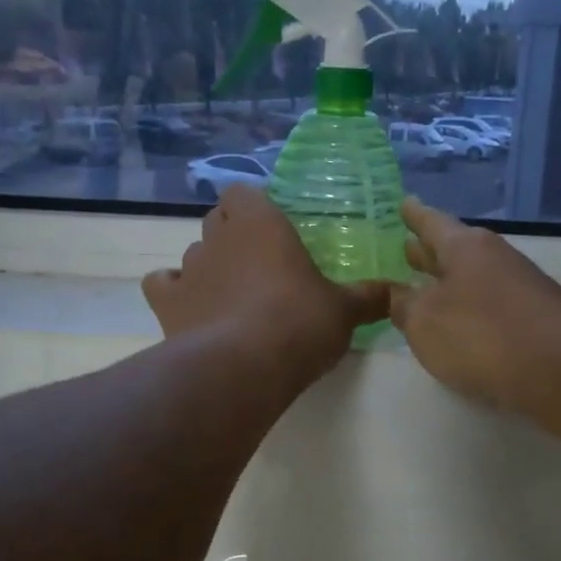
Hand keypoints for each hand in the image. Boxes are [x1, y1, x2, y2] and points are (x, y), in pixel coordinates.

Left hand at [143, 184, 389, 386]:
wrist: (244, 367)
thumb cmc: (299, 322)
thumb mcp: (344, 311)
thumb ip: (368, 297)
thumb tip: (397, 293)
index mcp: (260, 222)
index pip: (243, 193)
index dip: (253, 208)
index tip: (272, 231)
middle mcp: (218, 236)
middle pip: (217, 221)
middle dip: (233, 236)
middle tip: (260, 266)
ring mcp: (188, 268)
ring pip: (193, 253)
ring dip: (209, 268)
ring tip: (232, 297)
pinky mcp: (166, 303)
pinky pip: (163, 286)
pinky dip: (176, 293)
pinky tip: (193, 311)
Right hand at [389, 198, 560, 421]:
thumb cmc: (482, 336)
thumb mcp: (425, 322)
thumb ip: (404, 305)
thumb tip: (398, 294)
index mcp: (465, 247)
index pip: (432, 222)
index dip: (414, 215)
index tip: (403, 203)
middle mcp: (495, 258)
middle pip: (454, 248)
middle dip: (429, 249)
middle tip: (406, 246)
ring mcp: (519, 288)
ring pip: (473, 277)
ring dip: (449, 280)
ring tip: (425, 286)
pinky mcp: (534, 319)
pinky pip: (489, 303)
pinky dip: (469, 306)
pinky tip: (460, 322)